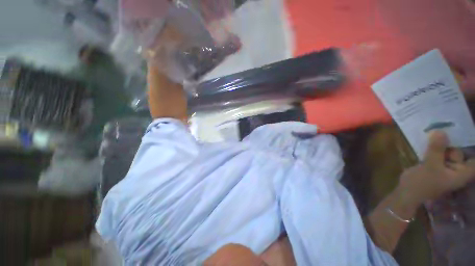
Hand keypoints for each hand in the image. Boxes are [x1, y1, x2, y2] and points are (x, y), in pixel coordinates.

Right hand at [398, 131, 474, 205]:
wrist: (406, 193)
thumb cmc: (422, 183)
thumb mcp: (430, 165)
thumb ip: (437, 149)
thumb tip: (441, 130)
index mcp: (462, 173)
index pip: (474, 160)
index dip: (471, 148)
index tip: (464, 135)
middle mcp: (457, 170)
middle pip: (459, 153)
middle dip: (450, 143)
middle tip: (439, 132)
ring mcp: (445, 168)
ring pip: (447, 152)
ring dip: (441, 144)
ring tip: (432, 134)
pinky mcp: (435, 166)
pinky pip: (438, 154)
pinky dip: (435, 147)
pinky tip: (428, 141)